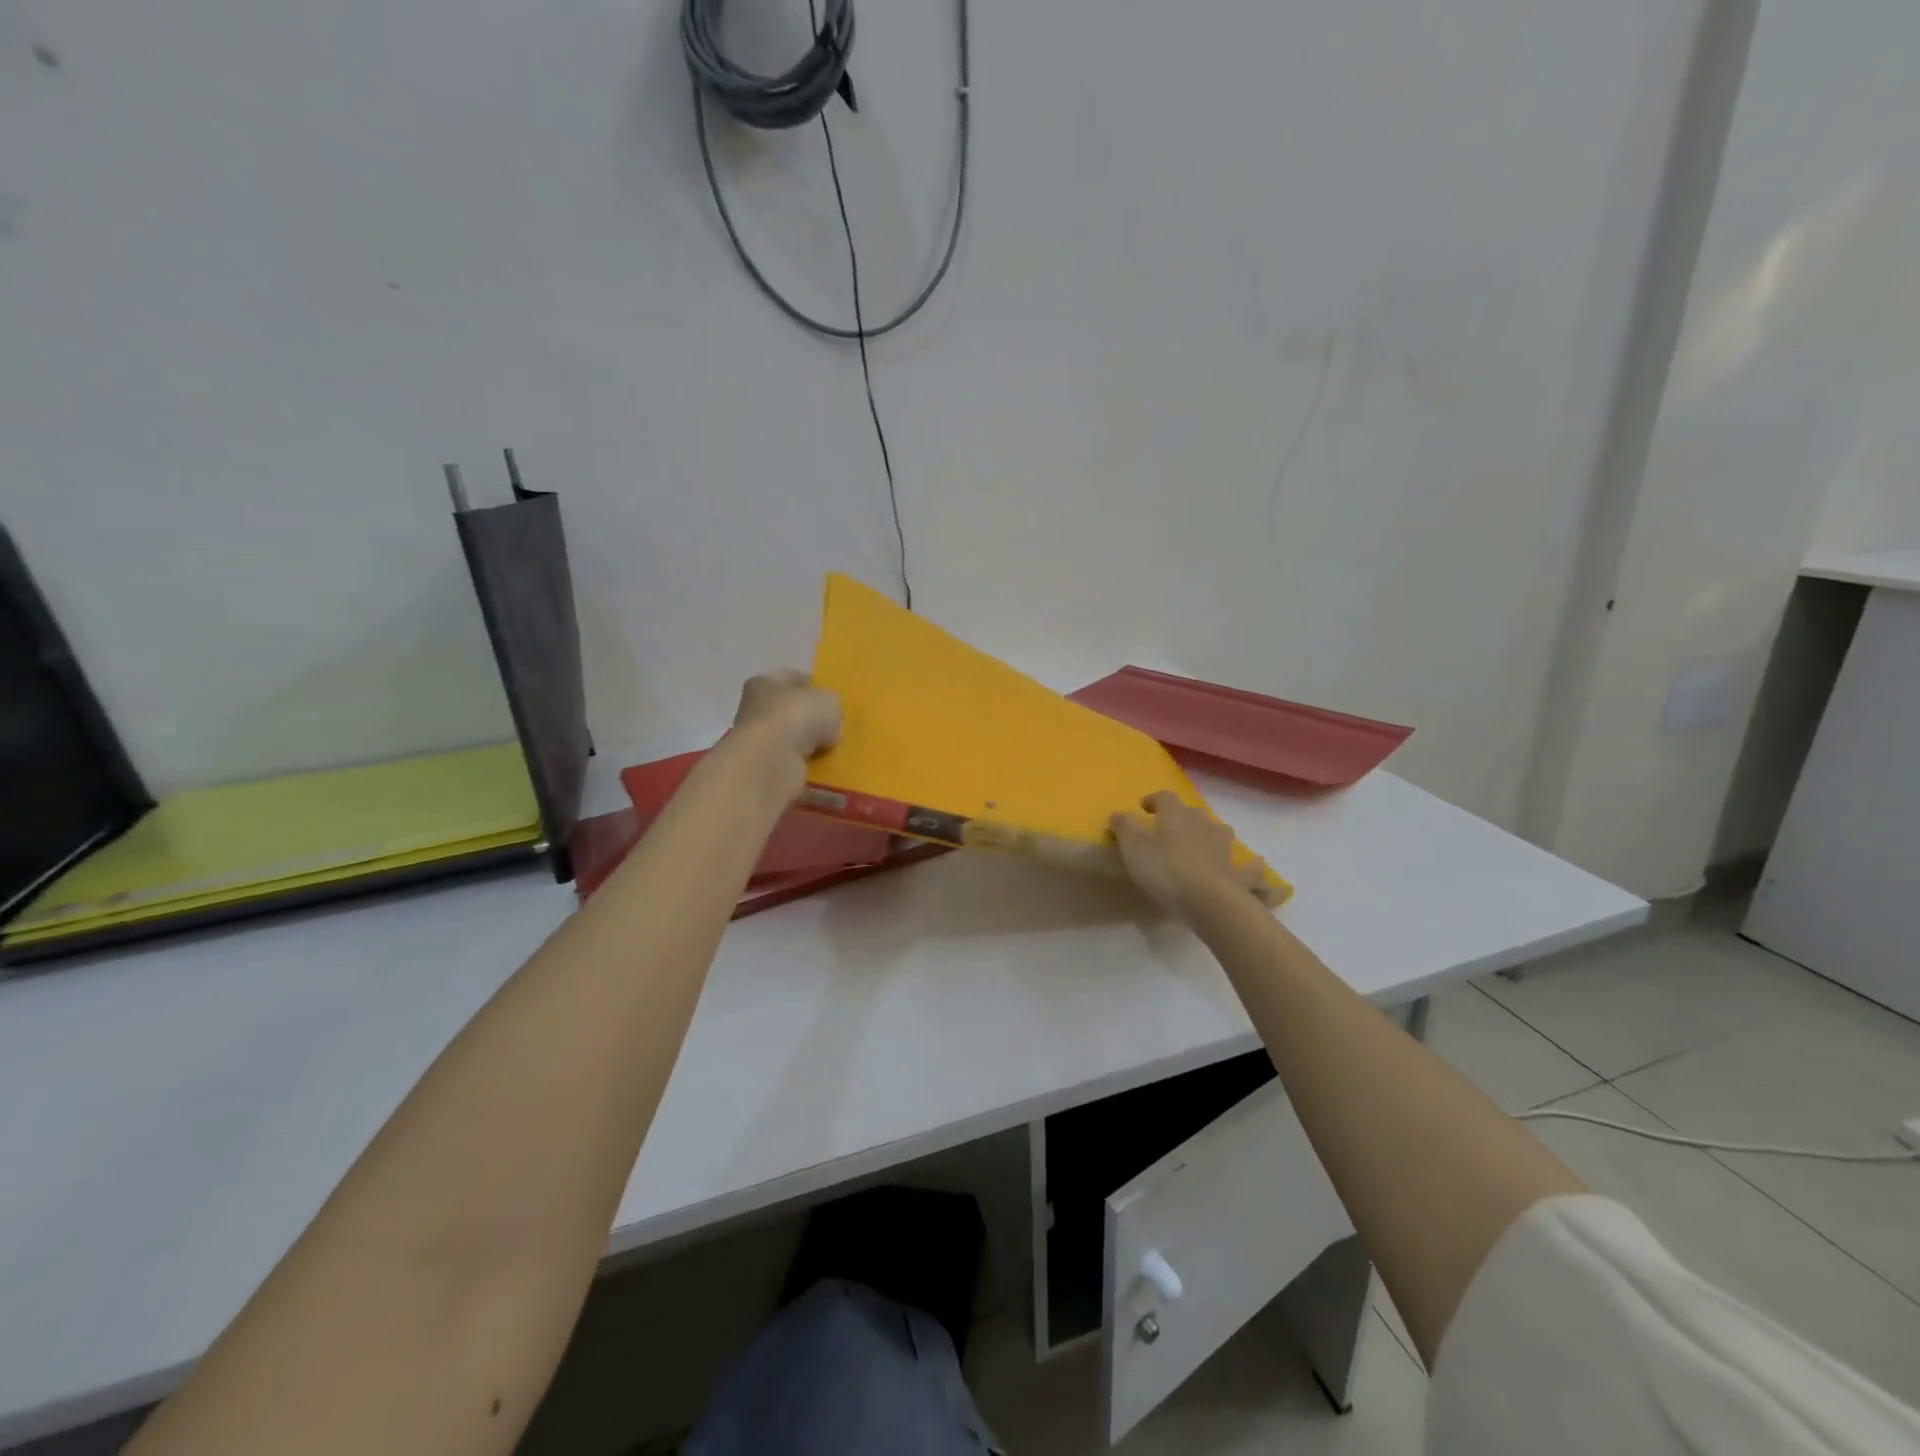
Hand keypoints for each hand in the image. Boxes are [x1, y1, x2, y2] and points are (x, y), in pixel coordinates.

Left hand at [725, 670, 842, 797]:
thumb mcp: (828, 701)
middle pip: (791, 710)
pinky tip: (823, 766)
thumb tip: (829, 725)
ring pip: (792, 738)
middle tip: (837, 726)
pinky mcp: (764, 767)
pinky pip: (792, 762)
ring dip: (810, 744)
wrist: (772, 761)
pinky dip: (806, 765)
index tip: (834, 698)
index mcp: (764, 683)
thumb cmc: (797, 717)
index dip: (814, 685)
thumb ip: (831, 707)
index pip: (792, 678)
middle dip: (813, 719)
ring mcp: (758, 741)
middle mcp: (755, 709)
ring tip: (834, 749)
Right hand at [1110, 791, 1274, 917]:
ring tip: (1202, 844)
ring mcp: (1225, 847)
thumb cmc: (1165, 870)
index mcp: (1176, 814)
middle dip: (1180, 818)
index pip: (1165, 797)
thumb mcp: (1133, 847)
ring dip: (1210, 835)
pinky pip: (1249, 867)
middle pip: (1192, 813)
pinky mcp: (1239, 872)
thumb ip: (1124, 827)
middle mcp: (1203, 823)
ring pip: (1219, 832)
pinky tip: (1254, 867)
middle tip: (1168, 830)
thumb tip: (1118, 813)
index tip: (1144, 808)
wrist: (1209, 901)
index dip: (1153, 800)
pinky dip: (1251, 867)